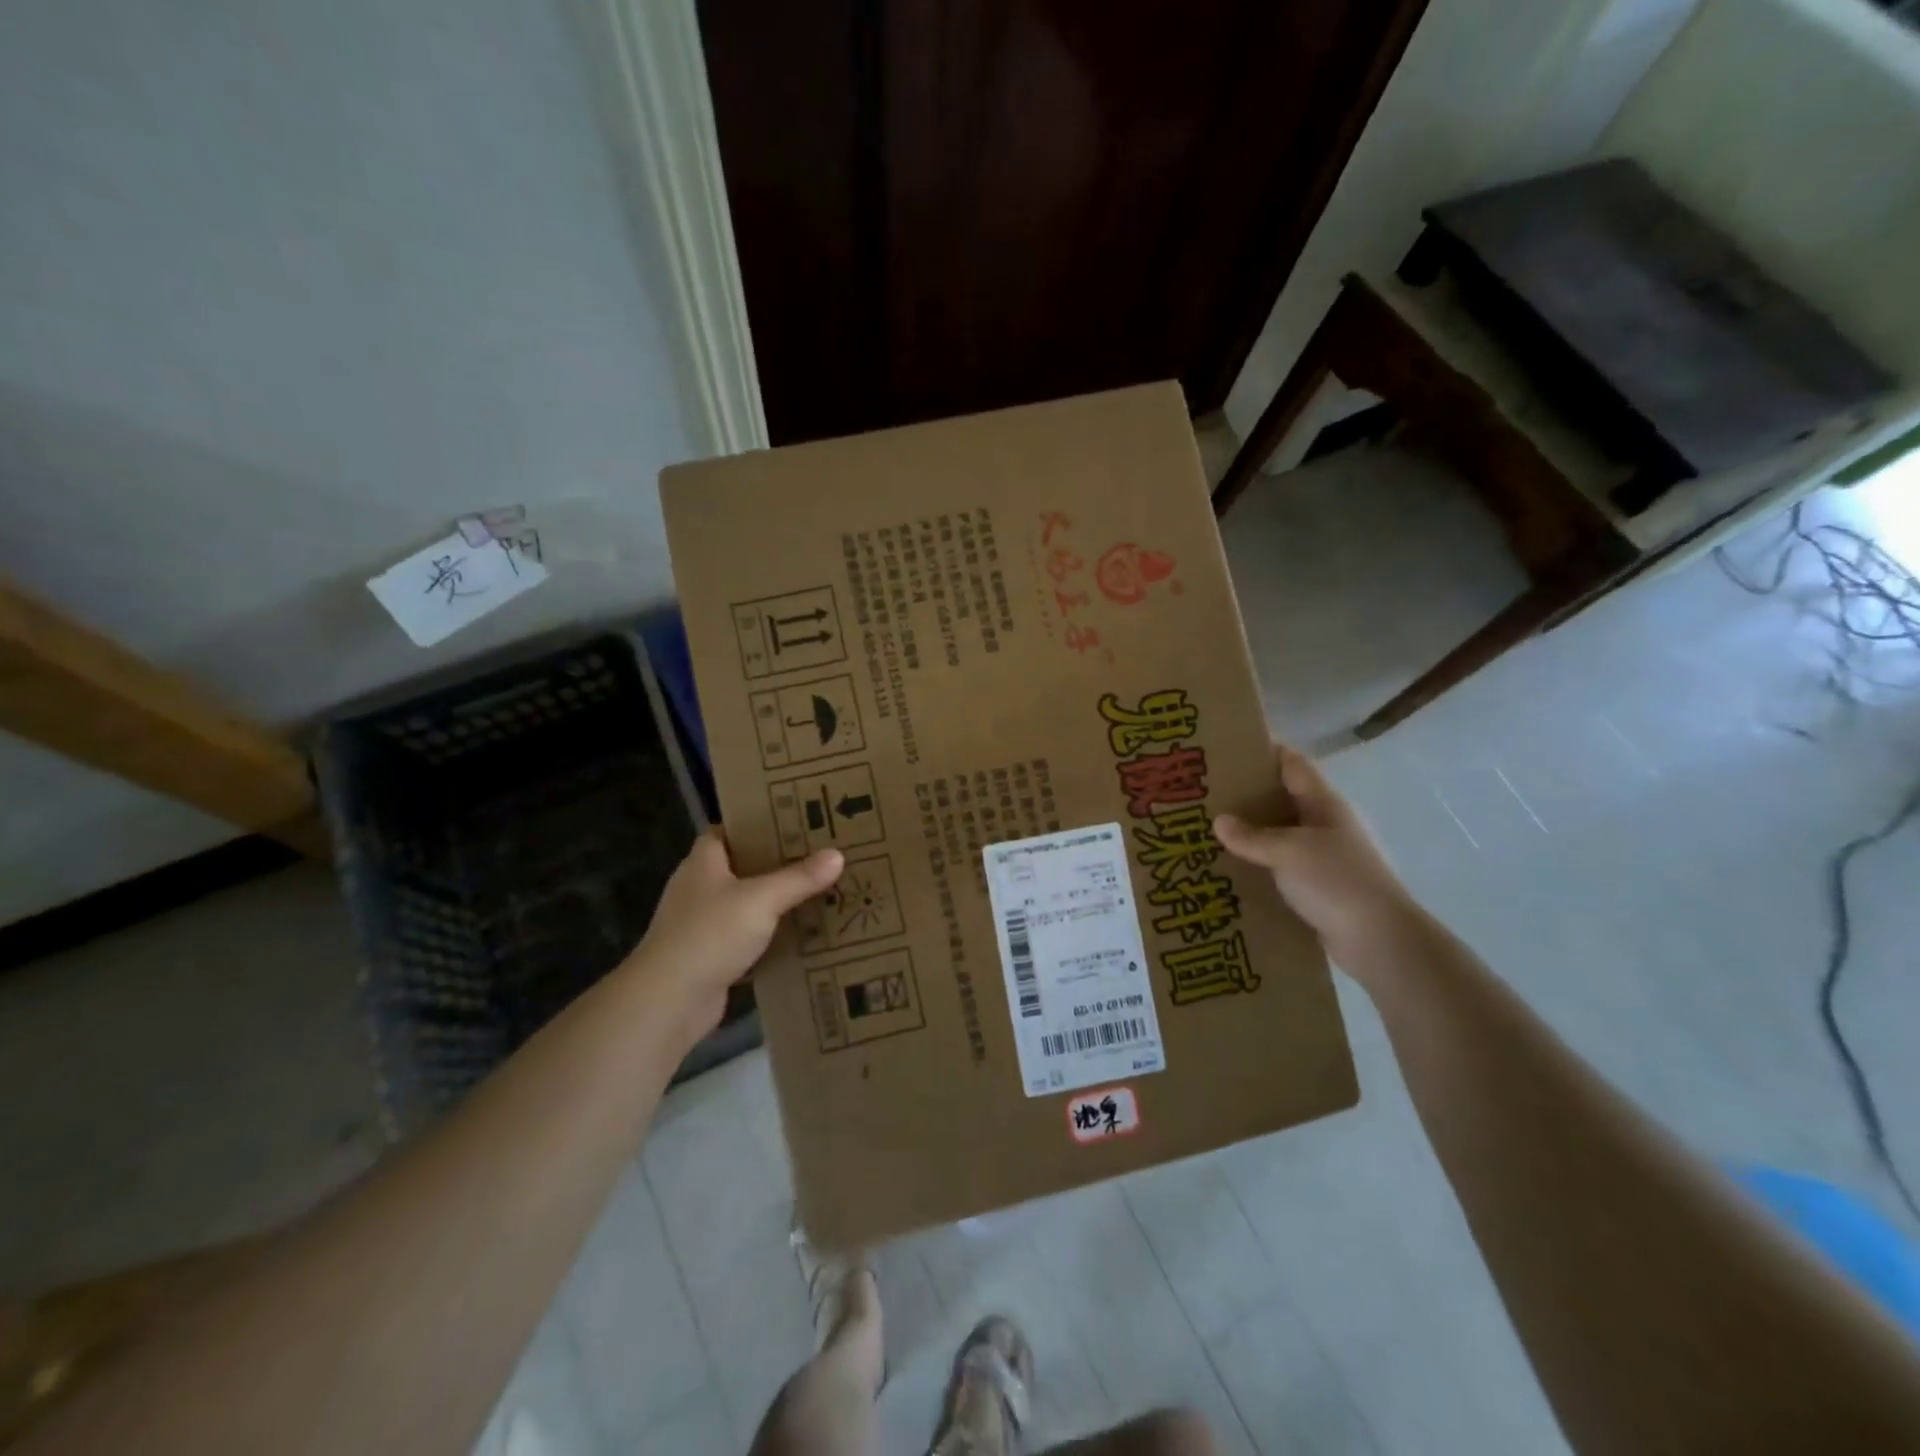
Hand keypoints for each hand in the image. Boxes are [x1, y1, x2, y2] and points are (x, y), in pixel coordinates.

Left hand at [623, 829, 841, 1051]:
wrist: (669, 1001)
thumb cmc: (710, 934)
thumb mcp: (762, 900)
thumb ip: (799, 878)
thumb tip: (838, 855)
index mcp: (703, 862)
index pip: (727, 831)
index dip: (756, 824)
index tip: (792, 822)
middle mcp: (698, 889)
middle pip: (740, 867)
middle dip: (775, 863)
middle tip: (817, 855)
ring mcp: (701, 925)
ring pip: (745, 905)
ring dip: (774, 903)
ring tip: (817, 892)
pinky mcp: (709, 958)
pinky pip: (746, 939)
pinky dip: (769, 938)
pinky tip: (800, 936)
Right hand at [1214, 743, 1424, 977]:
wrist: (1380, 941)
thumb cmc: (1337, 881)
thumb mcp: (1288, 851)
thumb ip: (1251, 836)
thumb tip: (1219, 821)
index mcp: (1324, 805)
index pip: (1292, 765)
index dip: (1264, 752)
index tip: (1227, 749)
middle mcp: (1325, 825)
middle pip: (1282, 799)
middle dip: (1248, 795)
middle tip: (1206, 793)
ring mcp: (1324, 858)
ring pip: (1280, 836)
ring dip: (1250, 834)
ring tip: (1209, 831)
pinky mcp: (1318, 888)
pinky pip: (1281, 868)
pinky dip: (1258, 865)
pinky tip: (1230, 869)